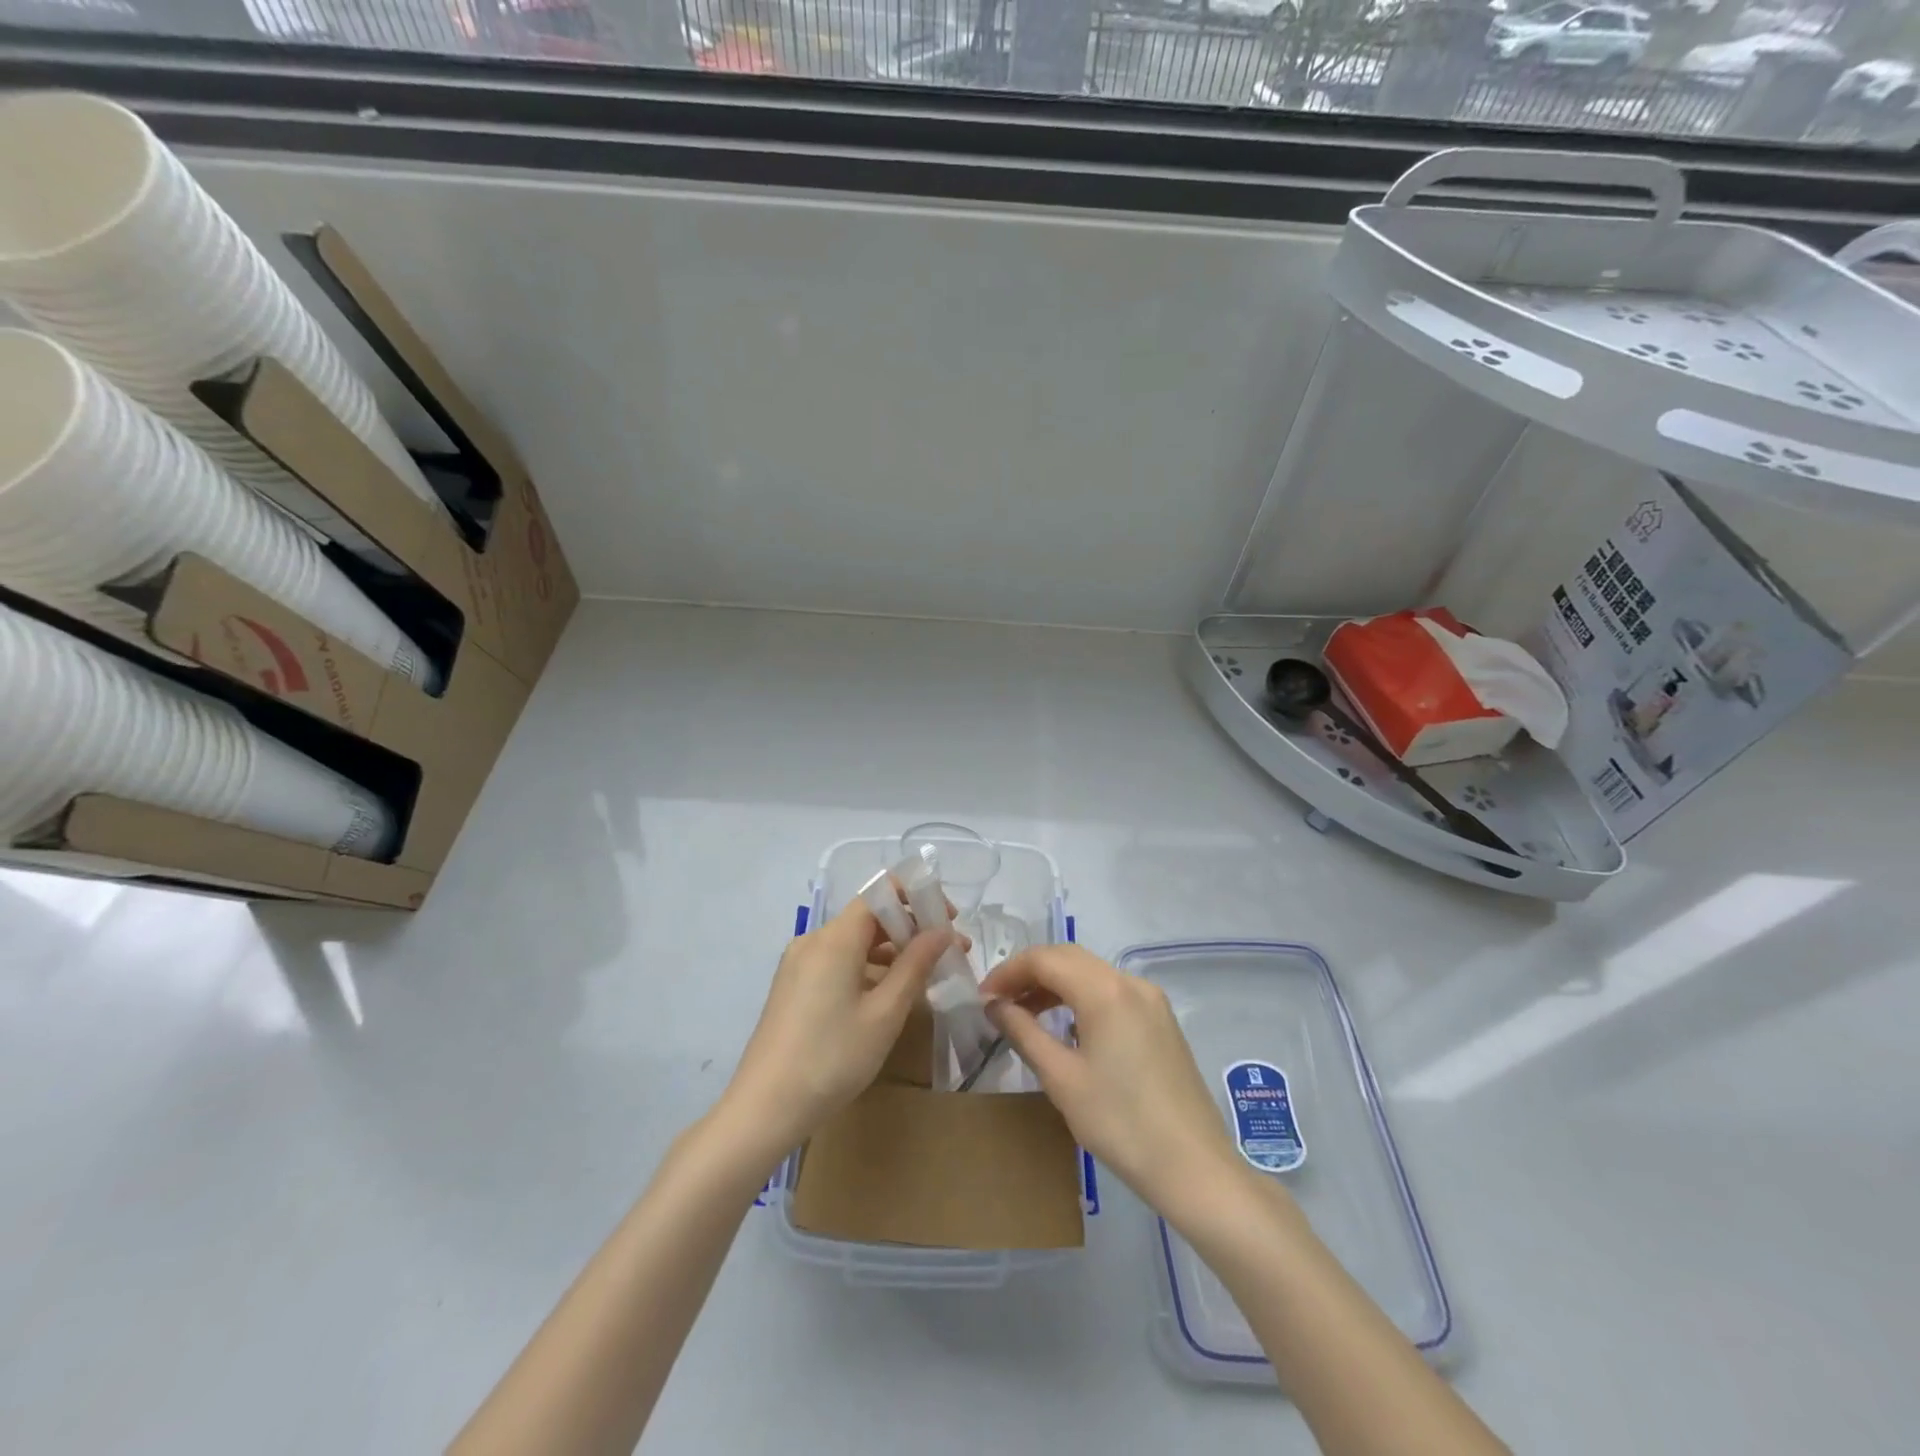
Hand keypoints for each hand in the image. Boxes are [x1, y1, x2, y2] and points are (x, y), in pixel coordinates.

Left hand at [721, 898, 951, 1158]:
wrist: (764, 1109)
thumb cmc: (832, 1058)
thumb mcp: (884, 1013)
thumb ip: (915, 965)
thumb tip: (943, 932)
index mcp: (835, 938)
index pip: (879, 893)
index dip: (916, 899)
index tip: (948, 920)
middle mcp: (813, 940)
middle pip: (868, 917)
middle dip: (909, 929)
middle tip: (946, 954)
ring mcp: (798, 964)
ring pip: (853, 941)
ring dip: (890, 951)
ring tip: (924, 977)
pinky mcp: (793, 986)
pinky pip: (837, 961)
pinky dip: (866, 968)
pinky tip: (886, 995)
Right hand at [979, 945, 1243, 1218]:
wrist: (1194, 1168)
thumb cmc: (1120, 1123)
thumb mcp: (1061, 1078)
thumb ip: (1023, 1032)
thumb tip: (995, 1005)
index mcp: (1105, 989)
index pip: (1045, 958)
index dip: (1008, 972)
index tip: (983, 998)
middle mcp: (1130, 982)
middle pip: (1069, 958)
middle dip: (1029, 973)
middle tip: (998, 1002)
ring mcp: (1151, 1000)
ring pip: (1091, 973)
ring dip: (1054, 985)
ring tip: (1024, 1014)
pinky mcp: (1161, 1020)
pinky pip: (1111, 992)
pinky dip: (1081, 998)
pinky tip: (1066, 1027)